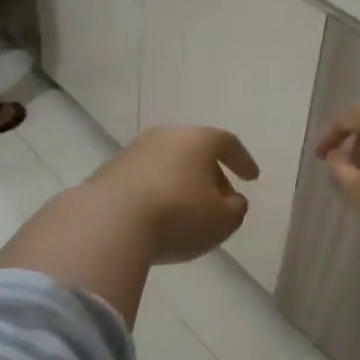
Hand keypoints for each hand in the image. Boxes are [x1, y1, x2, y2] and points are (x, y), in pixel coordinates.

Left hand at [84, 126, 258, 262]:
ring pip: (168, 163)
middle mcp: (164, 136)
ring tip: (190, 211)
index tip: (252, 178)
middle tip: (221, 199)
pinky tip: (159, 217)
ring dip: (182, 183)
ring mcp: (133, 151)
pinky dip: (158, 192)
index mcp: (196, 139)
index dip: (242, 160)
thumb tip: (232, 201)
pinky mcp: (108, 172)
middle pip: (194, 150)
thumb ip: (236, 209)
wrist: (108, 223)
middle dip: (211, 174)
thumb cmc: (177, 216)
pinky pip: (145, 179)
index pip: (227, 142)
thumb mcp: (222, 220)